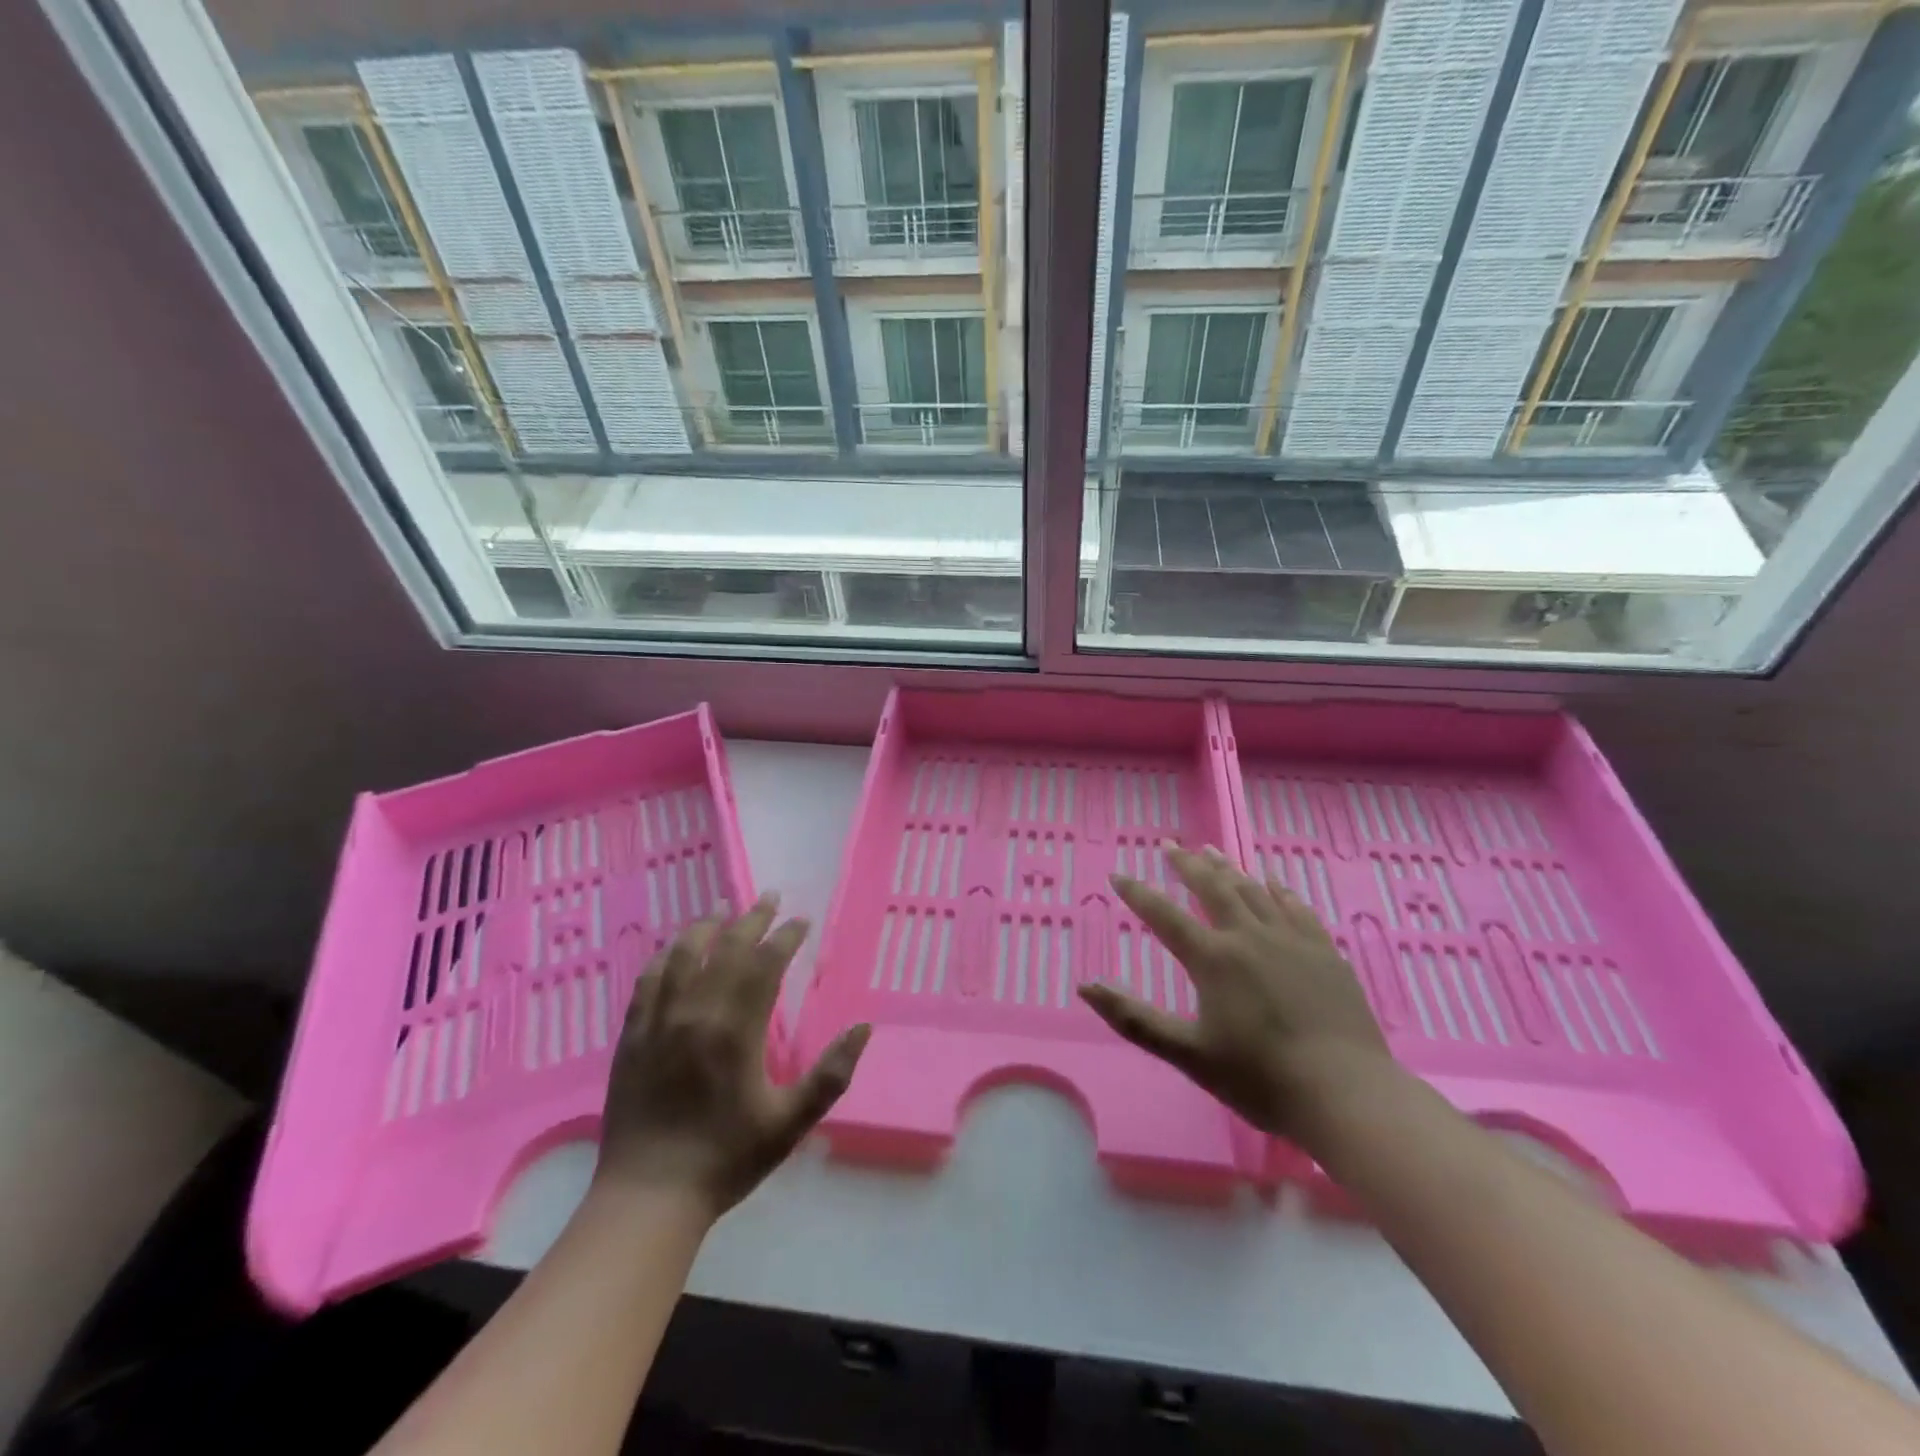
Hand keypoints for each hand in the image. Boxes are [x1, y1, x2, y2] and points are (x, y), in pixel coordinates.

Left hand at [597, 894, 869, 1217]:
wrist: (650, 1197)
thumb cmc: (726, 1159)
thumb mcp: (790, 1123)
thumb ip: (830, 1075)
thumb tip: (863, 1028)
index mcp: (737, 1031)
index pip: (766, 964)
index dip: (786, 936)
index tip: (801, 921)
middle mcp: (696, 1014)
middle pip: (727, 949)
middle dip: (752, 918)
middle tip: (769, 897)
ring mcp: (659, 1023)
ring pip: (683, 956)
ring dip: (706, 926)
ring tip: (723, 908)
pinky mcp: (632, 1037)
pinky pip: (647, 982)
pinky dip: (665, 957)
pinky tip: (674, 949)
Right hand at [1078, 842, 1392, 1140]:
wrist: (1347, 1094)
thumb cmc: (1260, 1079)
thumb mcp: (1188, 1055)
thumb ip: (1135, 1018)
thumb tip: (1086, 986)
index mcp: (1214, 959)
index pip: (1165, 916)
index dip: (1138, 894)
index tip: (1118, 874)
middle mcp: (1249, 937)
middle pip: (1213, 889)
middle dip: (1187, 865)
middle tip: (1170, 846)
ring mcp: (1291, 940)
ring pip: (1253, 891)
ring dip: (1228, 868)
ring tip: (1210, 851)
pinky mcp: (1324, 952)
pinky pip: (1296, 908)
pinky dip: (1277, 890)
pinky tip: (1271, 882)